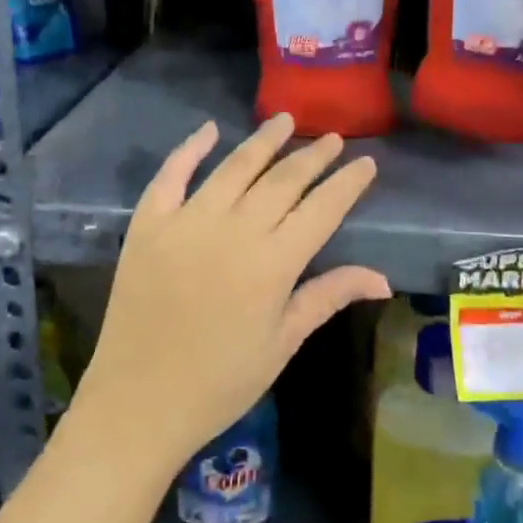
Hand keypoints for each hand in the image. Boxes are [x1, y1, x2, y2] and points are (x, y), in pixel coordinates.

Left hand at [72, 115, 389, 475]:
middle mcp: (234, 230)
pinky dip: (190, 149)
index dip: (347, 183)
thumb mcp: (282, 343)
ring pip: (234, 168)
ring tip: (285, 120)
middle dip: (313, 156)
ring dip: (263, 141)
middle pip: (282, 181)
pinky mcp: (148, 224)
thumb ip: (327, 297)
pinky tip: (209, 129)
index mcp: (273, 264)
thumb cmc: (220, 381)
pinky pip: (171, 175)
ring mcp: (187, 222)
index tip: (366, 162)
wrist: (139, 401)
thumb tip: (382, 278)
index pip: (321, 209)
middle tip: (333, 138)